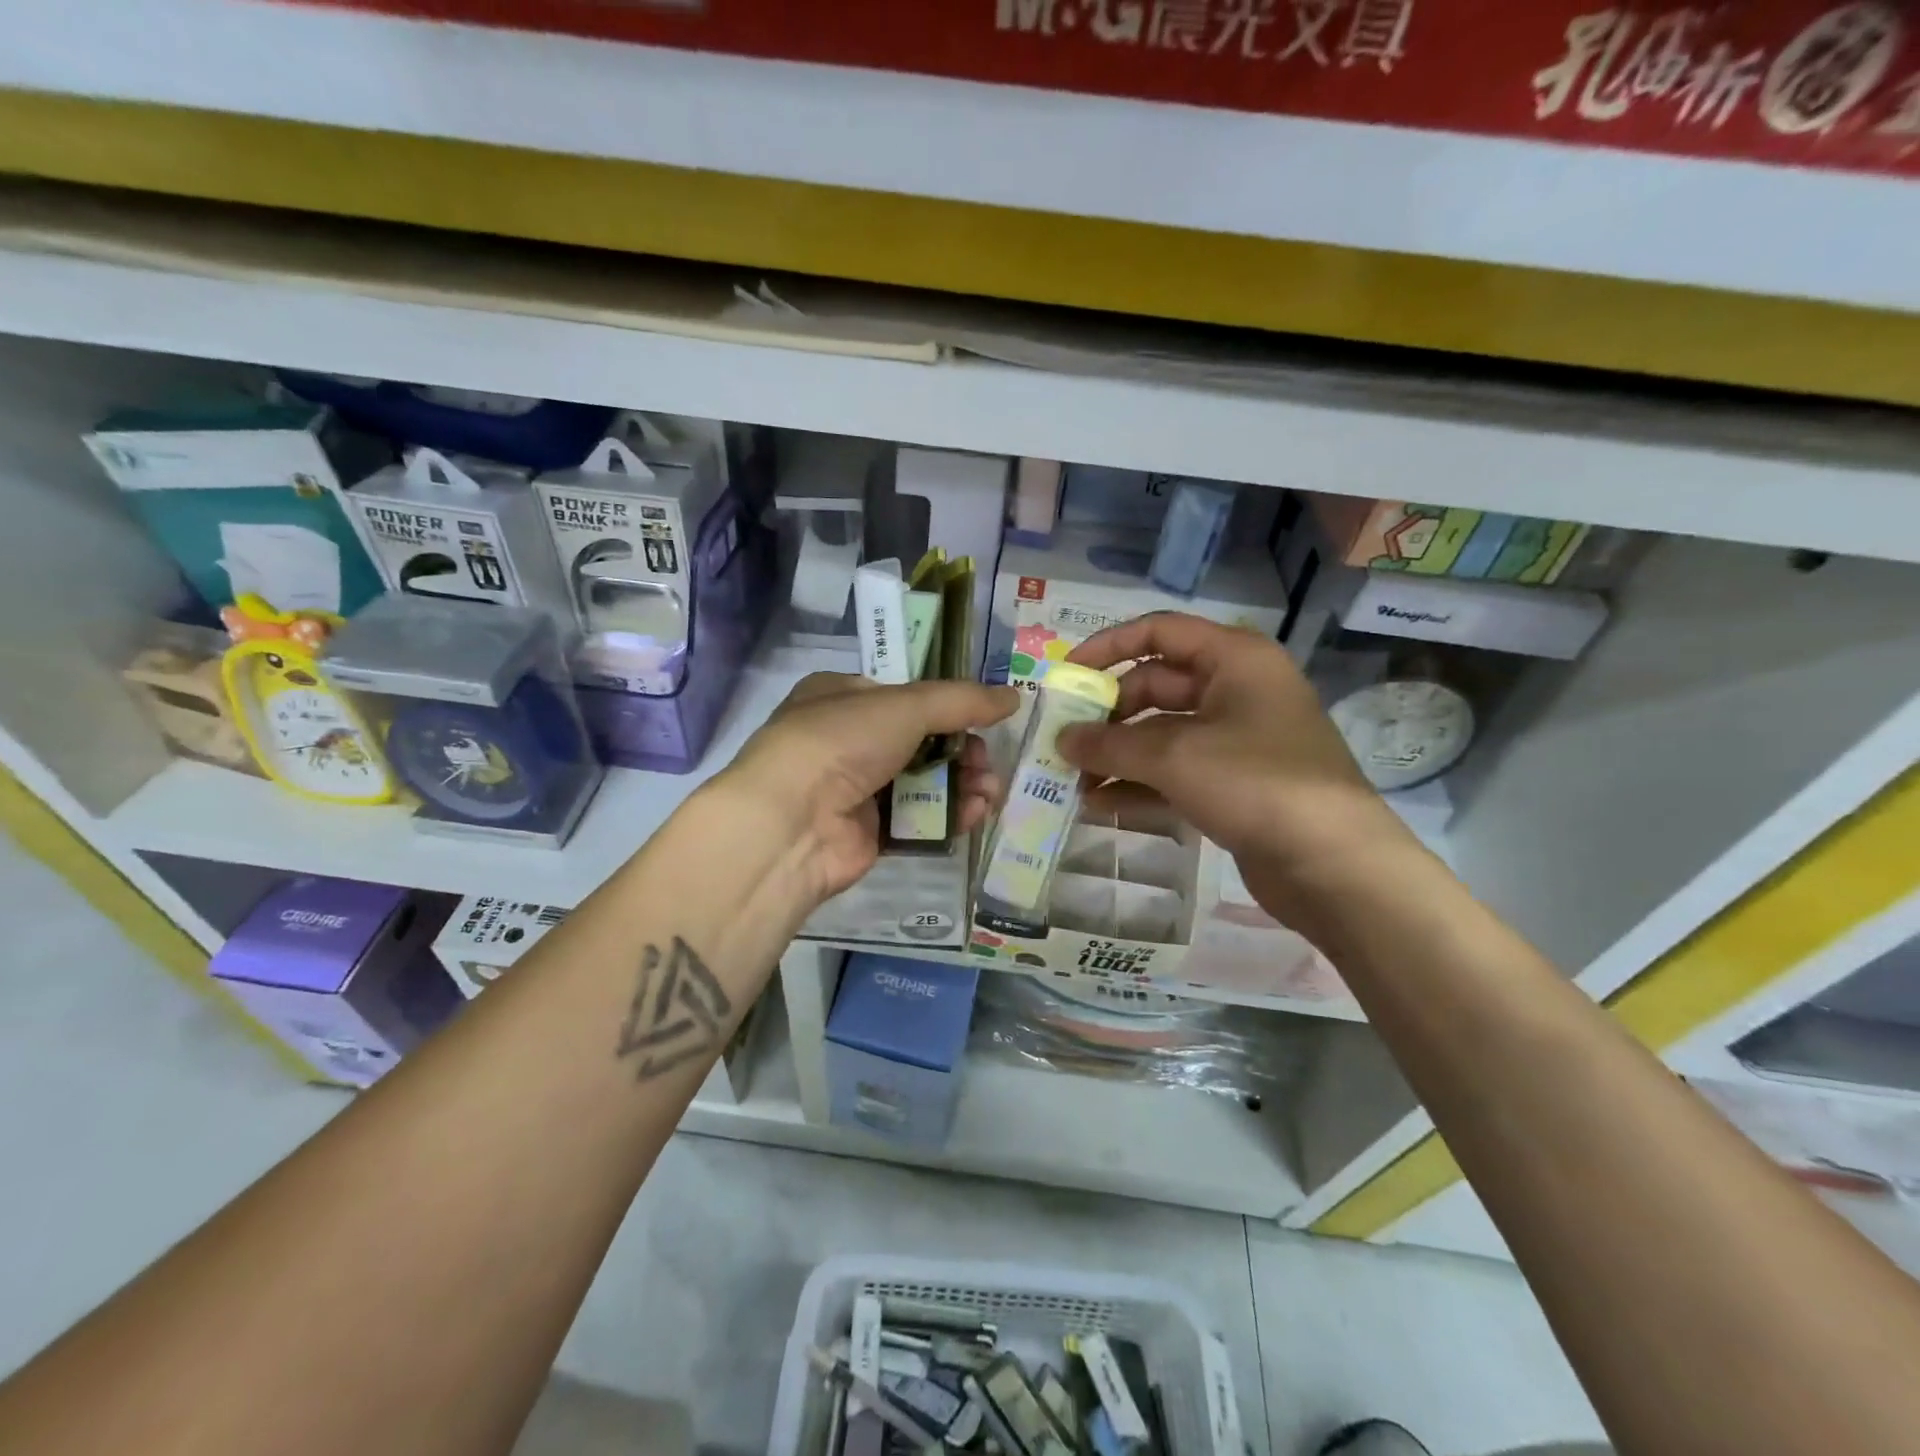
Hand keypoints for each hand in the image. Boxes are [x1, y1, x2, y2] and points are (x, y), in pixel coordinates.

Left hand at [721, 673, 1018, 902]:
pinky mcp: (870, 832)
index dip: (947, 706)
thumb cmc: (841, 743)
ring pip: (925, 782)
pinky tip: (975, 814)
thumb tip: (1014, 697)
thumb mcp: (906, 706)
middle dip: (963, 751)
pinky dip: (950, 815)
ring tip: (990, 791)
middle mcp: (847, 740)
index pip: (905, 696)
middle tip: (987, 762)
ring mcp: (857, 788)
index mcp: (842, 697)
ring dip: (963, 784)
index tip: (984, 717)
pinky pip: (919, 819)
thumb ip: (962, 701)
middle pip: (922, 741)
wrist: (791, 823)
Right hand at [1059, 613, 1416, 898]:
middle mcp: (1237, 691)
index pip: (1159, 632)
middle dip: (1108, 715)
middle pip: (1156, 686)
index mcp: (1234, 659)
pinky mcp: (1236, 784)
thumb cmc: (1255, 783)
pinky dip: (1141, 785)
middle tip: (1065, 742)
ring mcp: (1238, 740)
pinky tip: (1102, 806)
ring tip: (1074, 782)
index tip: (1066, 675)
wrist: (1334, 864)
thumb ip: (1110, 745)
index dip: (1108, 647)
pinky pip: (1177, 773)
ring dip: (1118, 756)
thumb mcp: (1174, 757)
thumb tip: (1062, 740)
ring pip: (1163, 735)